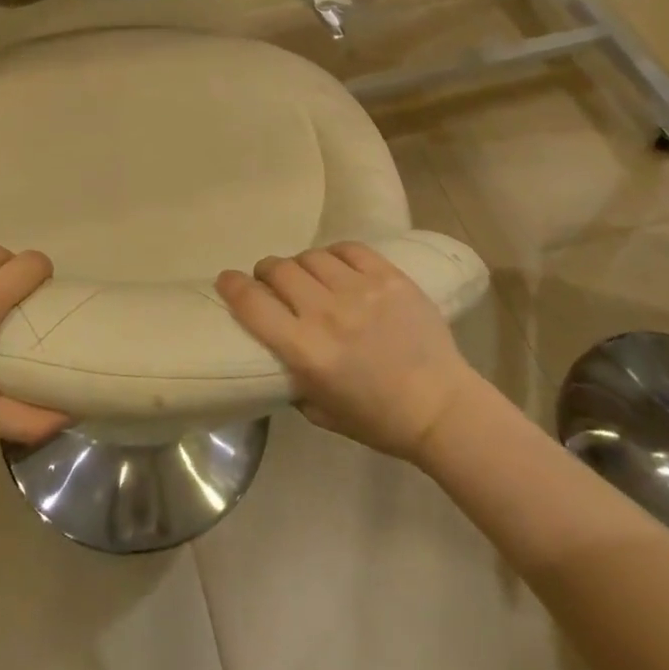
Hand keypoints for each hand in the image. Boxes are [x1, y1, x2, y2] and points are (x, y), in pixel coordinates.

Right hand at [217, 243, 478, 464]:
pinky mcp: (389, 277)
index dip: (232, 286)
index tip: (226, 280)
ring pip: (311, 257)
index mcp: (307, 351)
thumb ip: (292, 376)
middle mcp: (327, 313)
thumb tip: (277, 349)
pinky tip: (337, 268)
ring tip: (308, 276)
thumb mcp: (319, 410)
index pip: (253, 304)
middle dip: (266, 272)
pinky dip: (335, 256)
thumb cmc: (377, 419)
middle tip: (271, 281)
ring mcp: (361, 290)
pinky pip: (348, 249)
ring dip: (301, 265)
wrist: (441, 408)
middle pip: (279, 270)